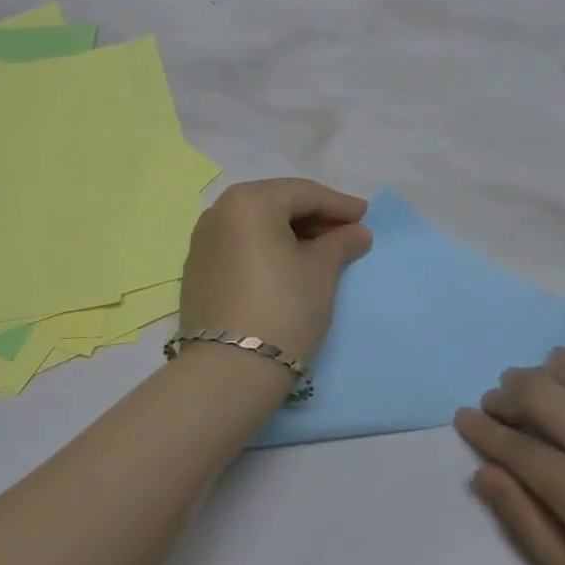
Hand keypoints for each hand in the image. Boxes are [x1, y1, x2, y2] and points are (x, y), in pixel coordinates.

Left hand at [179, 179, 372, 367]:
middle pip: (276, 205)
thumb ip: (341, 243)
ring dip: (291, 234)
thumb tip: (357, 232)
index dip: (339, 204)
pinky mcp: (198, 272)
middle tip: (347, 234)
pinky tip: (289, 267)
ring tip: (322, 252)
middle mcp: (219, 212)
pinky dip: (267, 250)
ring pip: (257, 226)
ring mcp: (203, 242)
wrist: (230, 370)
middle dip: (314, 218)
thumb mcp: (321, 271)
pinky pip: (240, 247)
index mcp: (248, 201)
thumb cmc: (284, 307)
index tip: (366, 215)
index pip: (303, 193)